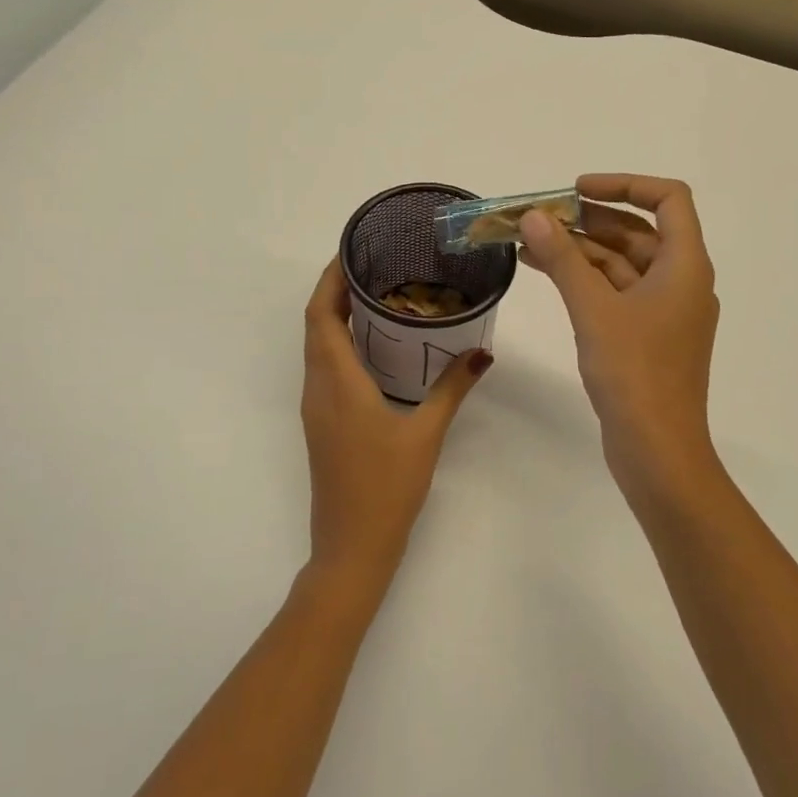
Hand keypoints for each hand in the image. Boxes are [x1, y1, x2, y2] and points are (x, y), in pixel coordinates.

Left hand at [300, 258, 491, 581]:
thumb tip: (482, 352)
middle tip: (372, 265)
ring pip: (317, 346)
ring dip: (335, 316)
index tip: (352, 251)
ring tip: (376, 294)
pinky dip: (340, 343)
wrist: (352, 546)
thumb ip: (452, 388)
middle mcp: (318, 388)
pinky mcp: (322, 422)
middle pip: (315, 324)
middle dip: (335, 290)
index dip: (329, 279)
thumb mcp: (426, 434)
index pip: (320, 315)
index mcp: (337, 383)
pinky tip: (374, 345)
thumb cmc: (386, 488)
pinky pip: (324, 367)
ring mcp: (316, 407)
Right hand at [519, 174, 720, 498]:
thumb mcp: (593, 309)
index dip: (624, 184)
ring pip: (623, 263)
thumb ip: (563, 259)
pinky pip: (616, 292)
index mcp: (686, 265)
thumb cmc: (635, 373)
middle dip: (589, 219)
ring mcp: (664, 312)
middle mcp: (681, 281)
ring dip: (580, 250)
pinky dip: (585, 279)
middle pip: (639, 231)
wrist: (658, 451)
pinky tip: (546, 273)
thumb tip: (533, 217)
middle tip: (539, 216)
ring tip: (529, 241)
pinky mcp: (647, 337)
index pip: (668, 199)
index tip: (576, 191)